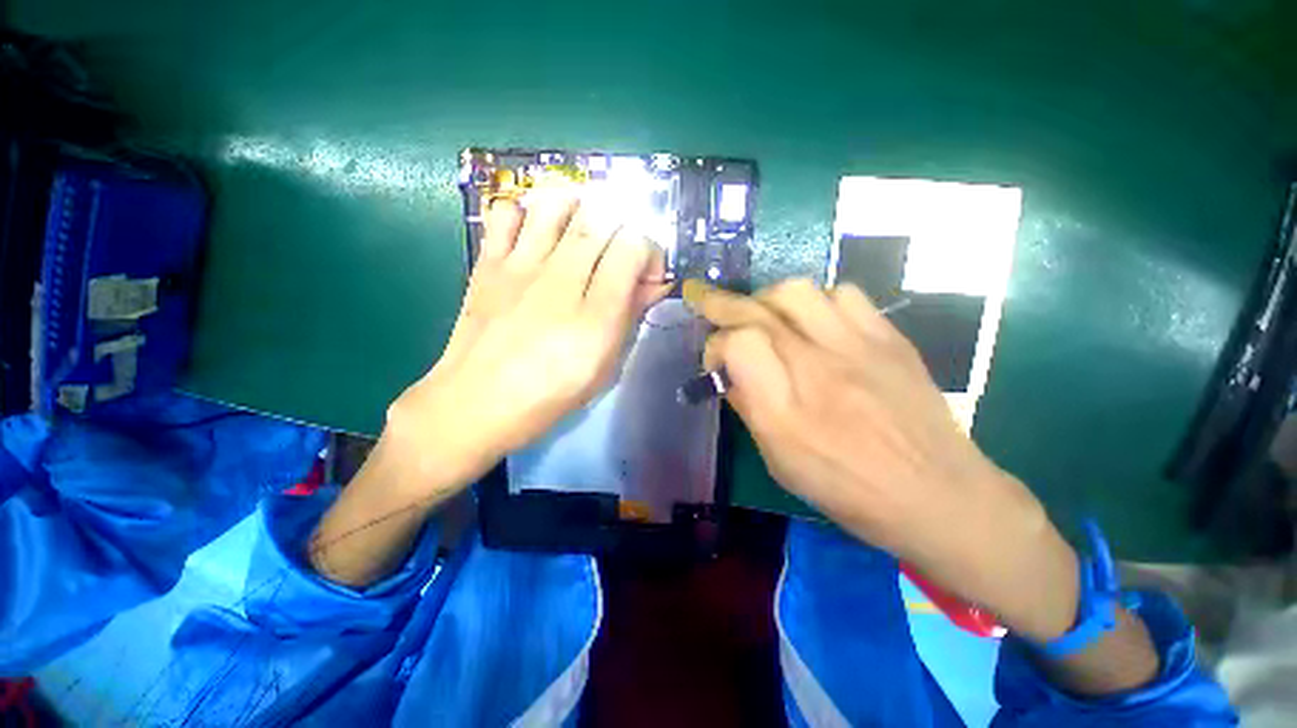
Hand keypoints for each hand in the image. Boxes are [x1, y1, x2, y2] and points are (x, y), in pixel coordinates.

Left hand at [386, 184, 670, 495]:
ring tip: (581, 230)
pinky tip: (533, 233)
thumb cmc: (550, 395)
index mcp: (596, 317)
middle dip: (621, 229)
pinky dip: (525, 212)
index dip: (649, 252)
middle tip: (617, 254)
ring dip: (578, 208)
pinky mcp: (488, 264)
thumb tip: (654, 284)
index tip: (645, 275)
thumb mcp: (605, 367)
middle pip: (600, 219)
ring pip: (555, 204)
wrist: (475, 404)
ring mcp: (520, 268)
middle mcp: (561, 282)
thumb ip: (630, 318)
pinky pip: (505, 213)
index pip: (633, 248)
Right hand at [686, 279, 1079, 641]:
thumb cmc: (849, 489)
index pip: (736, 344)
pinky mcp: (889, 338)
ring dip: (768, 299)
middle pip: (759, 309)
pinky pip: (844, 294)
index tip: (715, 360)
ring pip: (796, 291)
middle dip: (723, 304)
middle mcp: (816, 367)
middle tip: (710, 306)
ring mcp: (857, 346)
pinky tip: (816, 322)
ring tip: (765, 316)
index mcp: (785, 410)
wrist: (939, 494)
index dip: (715, 346)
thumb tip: (729, 372)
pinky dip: (817, 301)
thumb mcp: (780, 461)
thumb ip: (750, 407)